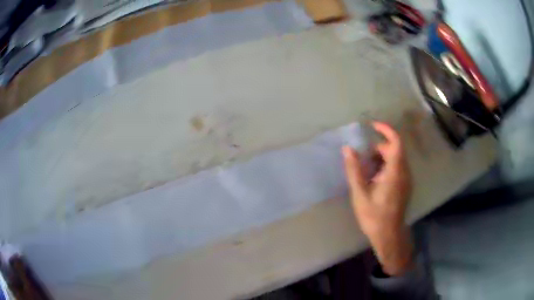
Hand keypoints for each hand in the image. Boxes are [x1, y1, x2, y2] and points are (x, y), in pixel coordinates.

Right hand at [342, 121, 413, 275]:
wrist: (389, 235)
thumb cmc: (374, 216)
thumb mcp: (360, 193)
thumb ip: (354, 170)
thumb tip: (347, 148)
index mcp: (395, 172)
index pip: (396, 142)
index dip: (386, 130)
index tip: (372, 126)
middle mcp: (404, 172)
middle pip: (395, 149)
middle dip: (378, 148)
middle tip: (362, 157)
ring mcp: (406, 179)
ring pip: (396, 158)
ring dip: (381, 157)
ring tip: (366, 170)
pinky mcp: (405, 185)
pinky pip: (397, 167)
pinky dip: (385, 166)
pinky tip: (374, 179)